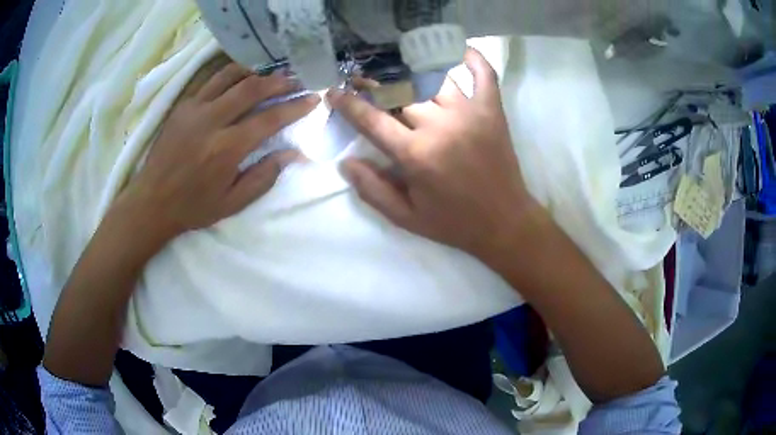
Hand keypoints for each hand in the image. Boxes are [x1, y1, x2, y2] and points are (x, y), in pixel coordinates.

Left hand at [119, 63, 319, 240]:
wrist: (151, 202)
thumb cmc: (193, 207)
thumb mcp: (232, 203)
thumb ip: (264, 177)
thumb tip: (292, 153)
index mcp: (226, 149)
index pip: (269, 119)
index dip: (295, 107)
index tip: (313, 99)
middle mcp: (211, 121)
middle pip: (252, 89)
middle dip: (279, 81)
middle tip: (296, 80)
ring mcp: (194, 109)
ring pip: (230, 76)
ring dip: (255, 72)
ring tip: (270, 74)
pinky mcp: (183, 106)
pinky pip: (210, 80)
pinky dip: (230, 74)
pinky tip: (240, 78)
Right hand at [329, 49, 537, 259]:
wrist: (504, 222)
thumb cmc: (454, 222)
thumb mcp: (406, 218)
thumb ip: (372, 190)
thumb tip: (345, 163)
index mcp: (415, 154)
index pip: (372, 120)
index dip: (348, 104)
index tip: (334, 91)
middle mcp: (439, 126)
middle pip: (399, 92)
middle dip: (374, 84)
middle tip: (362, 79)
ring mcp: (469, 113)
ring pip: (432, 78)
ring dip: (411, 70)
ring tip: (398, 66)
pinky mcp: (492, 111)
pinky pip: (484, 75)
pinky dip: (473, 59)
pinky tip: (459, 50)